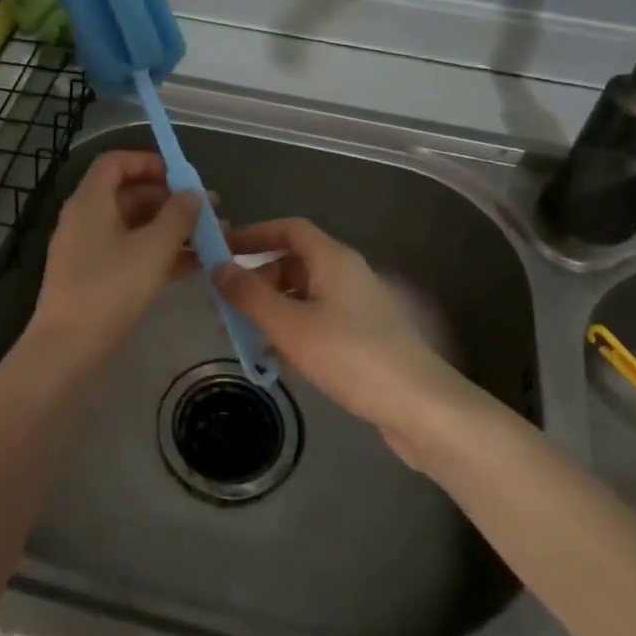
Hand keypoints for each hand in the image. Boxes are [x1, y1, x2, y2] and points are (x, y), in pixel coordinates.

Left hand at [29, 151, 201, 359]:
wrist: (68, 351)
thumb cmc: (110, 290)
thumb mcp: (153, 249)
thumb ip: (178, 216)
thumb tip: (193, 194)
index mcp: (91, 202)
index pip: (116, 163)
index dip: (149, 162)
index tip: (182, 176)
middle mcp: (86, 219)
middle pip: (129, 195)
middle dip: (170, 200)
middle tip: (207, 211)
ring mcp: (89, 251)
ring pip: (134, 227)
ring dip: (171, 229)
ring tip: (211, 239)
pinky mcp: (95, 278)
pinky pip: (131, 253)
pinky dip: (159, 254)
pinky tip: (194, 267)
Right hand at [213, 218, 483, 467]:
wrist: (418, 405)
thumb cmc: (350, 355)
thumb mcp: (290, 325)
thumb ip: (250, 295)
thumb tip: (217, 267)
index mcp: (332, 259)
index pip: (289, 229)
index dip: (255, 234)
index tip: (221, 251)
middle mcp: (345, 275)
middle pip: (293, 263)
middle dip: (256, 281)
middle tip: (224, 304)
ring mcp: (356, 307)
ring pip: (302, 296)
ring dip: (269, 310)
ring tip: (238, 337)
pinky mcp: (361, 337)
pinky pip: (315, 322)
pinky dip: (290, 332)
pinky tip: (271, 360)